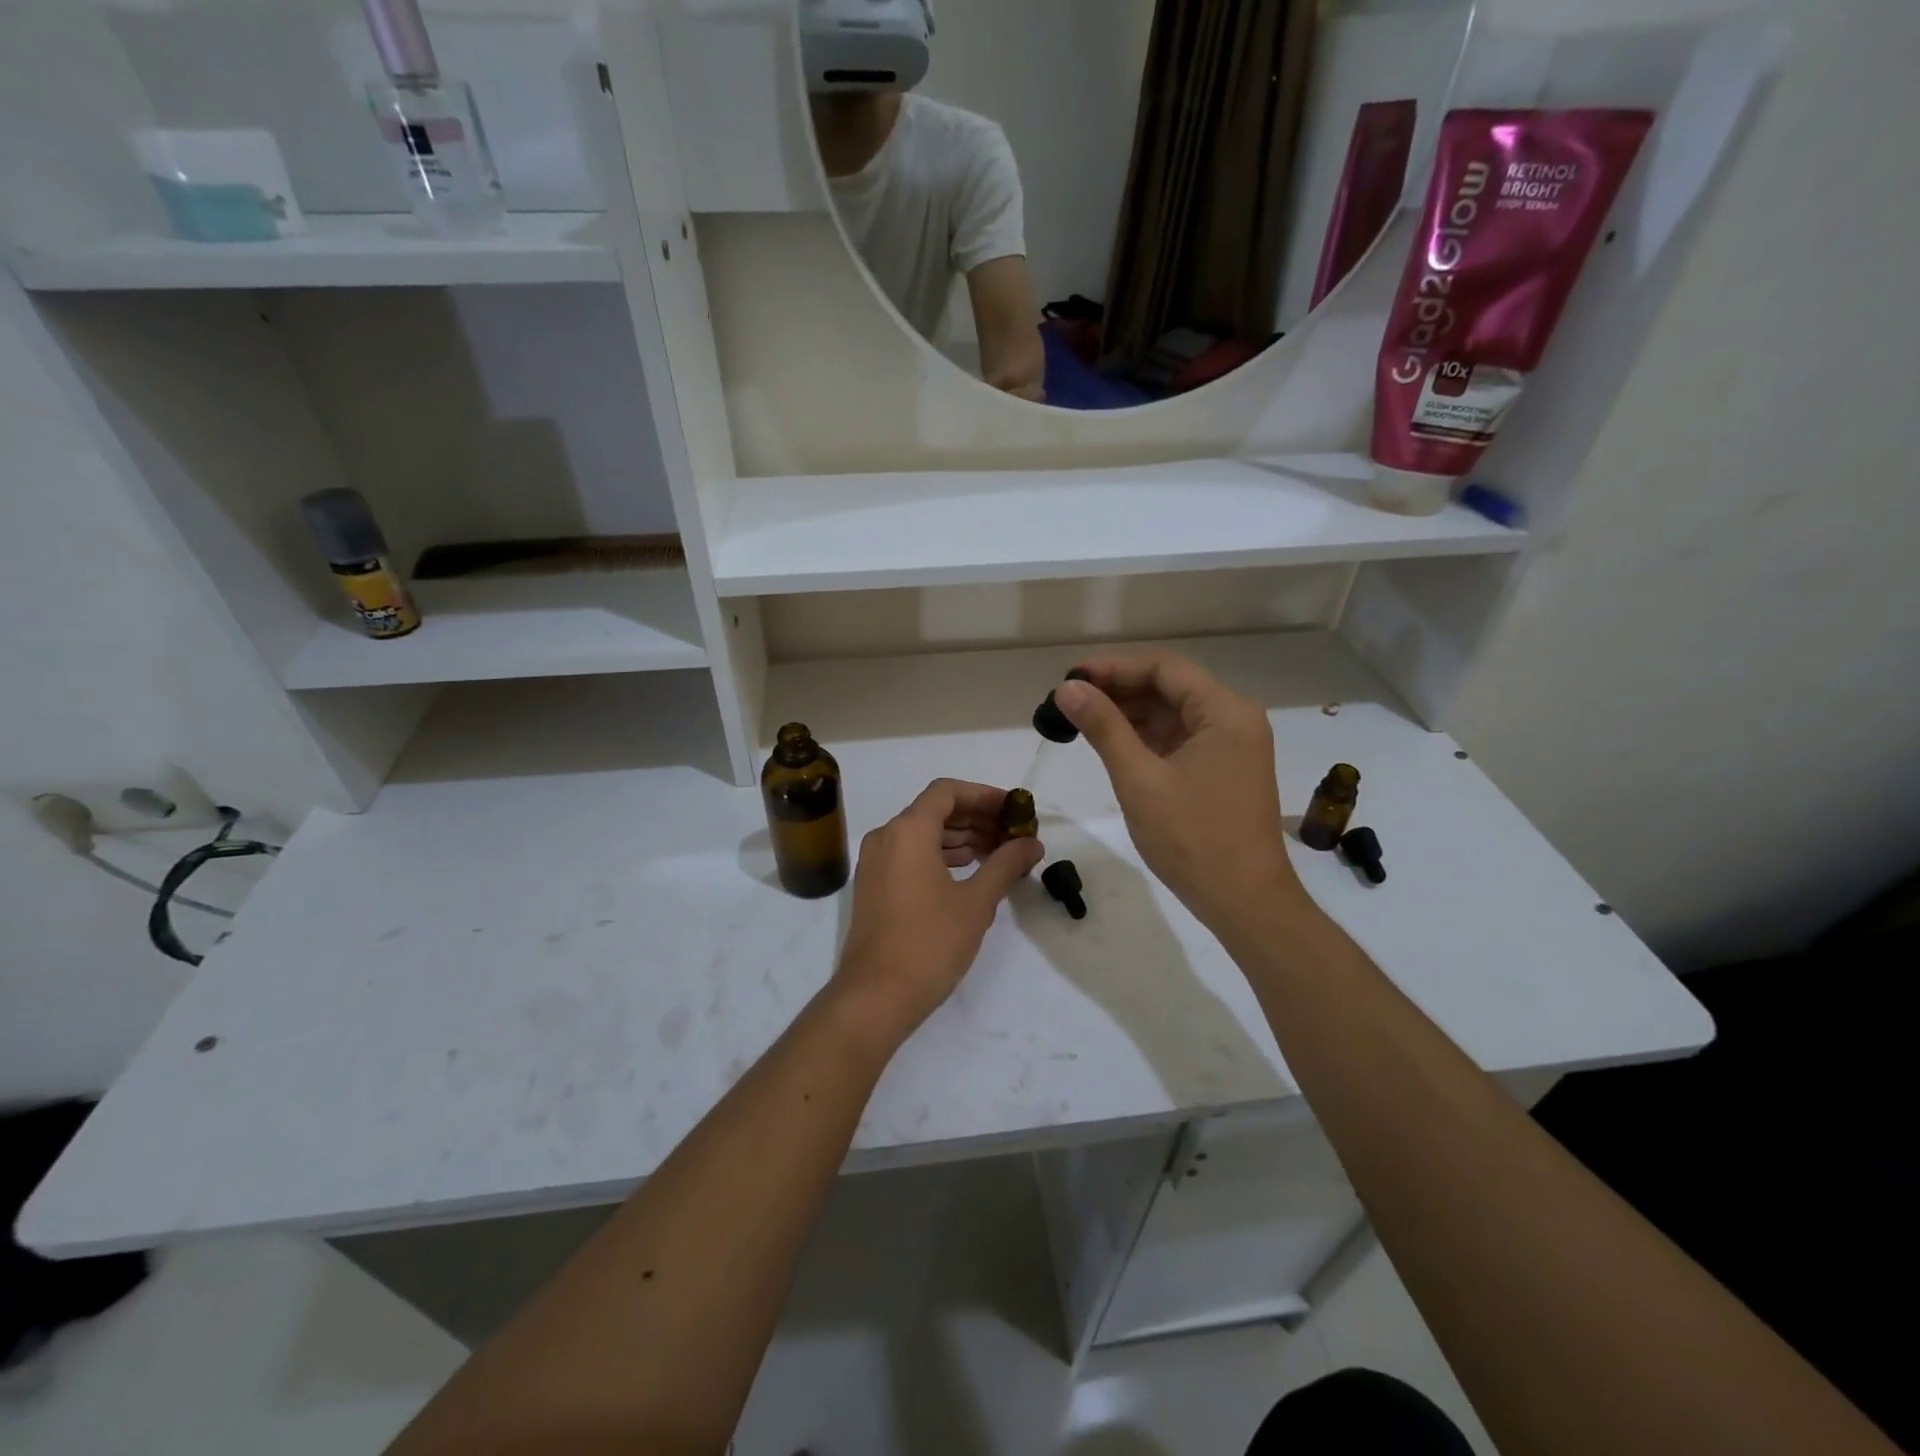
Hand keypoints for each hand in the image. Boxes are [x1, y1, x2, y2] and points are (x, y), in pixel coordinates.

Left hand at [830, 779, 1044, 1043]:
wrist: (876, 996)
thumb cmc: (929, 943)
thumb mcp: (976, 902)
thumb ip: (1005, 865)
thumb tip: (1032, 844)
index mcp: (908, 831)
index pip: (947, 792)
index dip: (983, 795)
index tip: (1013, 810)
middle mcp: (886, 837)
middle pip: (934, 810)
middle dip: (976, 818)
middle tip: (1012, 834)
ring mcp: (875, 862)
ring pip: (922, 834)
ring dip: (960, 838)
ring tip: (998, 853)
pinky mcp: (873, 886)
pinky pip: (910, 854)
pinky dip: (940, 855)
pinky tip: (968, 871)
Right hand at [1055, 653, 1304, 932]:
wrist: (1245, 902)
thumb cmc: (1193, 839)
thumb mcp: (1139, 779)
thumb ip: (1103, 727)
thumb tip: (1068, 688)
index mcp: (1225, 711)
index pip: (1164, 668)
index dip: (1114, 667)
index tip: (1071, 677)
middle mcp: (1234, 719)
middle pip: (1170, 687)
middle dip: (1119, 690)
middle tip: (1069, 700)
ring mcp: (1231, 746)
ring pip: (1173, 713)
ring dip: (1129, 714)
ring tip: (1080, 720)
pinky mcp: (1223, 770)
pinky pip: (1180, 739)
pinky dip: (1146, 738)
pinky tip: (1111, 743)